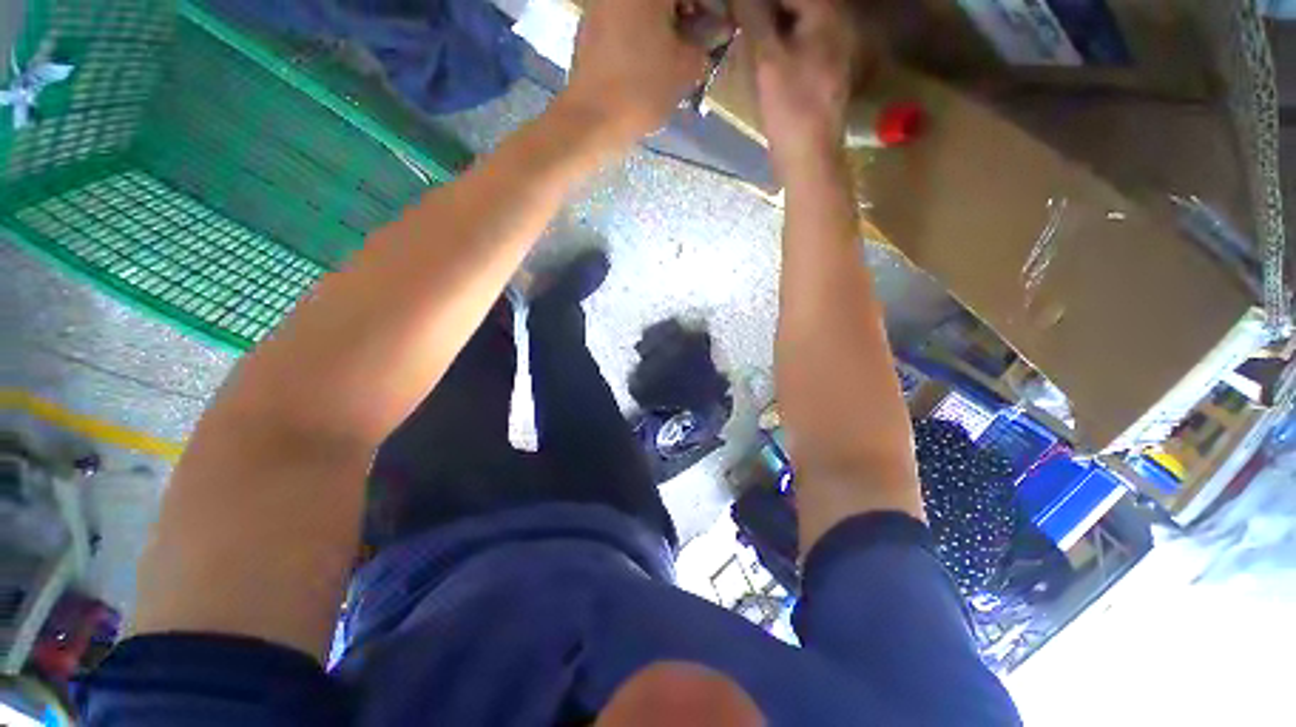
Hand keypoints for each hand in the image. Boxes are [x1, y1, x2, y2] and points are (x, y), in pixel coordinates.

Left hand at [559, 0, 708, 146]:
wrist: (592, 119)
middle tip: (698, 44)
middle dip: (688, 14)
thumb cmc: (642, 89)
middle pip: (665, 0)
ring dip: (666, 26)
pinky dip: (643, 35)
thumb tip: (717, 31)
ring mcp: (601, 5)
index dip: (710, 8)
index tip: (717, 31)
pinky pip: (626, 22)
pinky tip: (651, 63)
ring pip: (644, 10)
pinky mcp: (589, 28)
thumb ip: (706, 43)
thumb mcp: (686, 68)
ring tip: (677, 57)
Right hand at [731, 0, 863, 174]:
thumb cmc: (789, 107)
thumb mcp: (768, 60)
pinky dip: (784, 42)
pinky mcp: (827, 71)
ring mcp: (835, 49)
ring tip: (750, 34)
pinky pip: (804, 43)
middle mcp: (838, 24)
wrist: (809, 155)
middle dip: (769, 10)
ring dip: (775, 26)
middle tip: (742, 19)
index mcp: (826, 15)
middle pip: (799, 5)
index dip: (760, 1)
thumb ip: (755, 17)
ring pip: (801, 24)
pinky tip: (768, 55)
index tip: (740, 9)